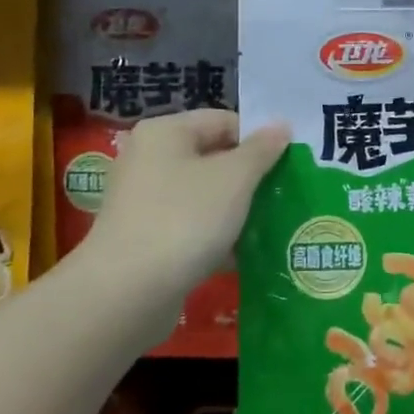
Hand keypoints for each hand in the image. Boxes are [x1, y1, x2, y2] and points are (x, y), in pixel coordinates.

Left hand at [88, 110, 290, 298]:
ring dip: (235, 209)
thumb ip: (261, 150)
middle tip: (283, 195)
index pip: (223, 121)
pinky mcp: (144, 238)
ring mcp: (143, 201)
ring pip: (203, 195)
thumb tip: (281, 126)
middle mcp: (148, 159)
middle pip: (212, 157)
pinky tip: (243, 254)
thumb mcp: (234, 178)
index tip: (288, 165)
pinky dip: (215, 235)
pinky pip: (190, 226)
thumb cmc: (184, 219)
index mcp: (165, 132)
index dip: (258, 139)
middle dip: (249, 177)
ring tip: (270, 225)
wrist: (126, 293)